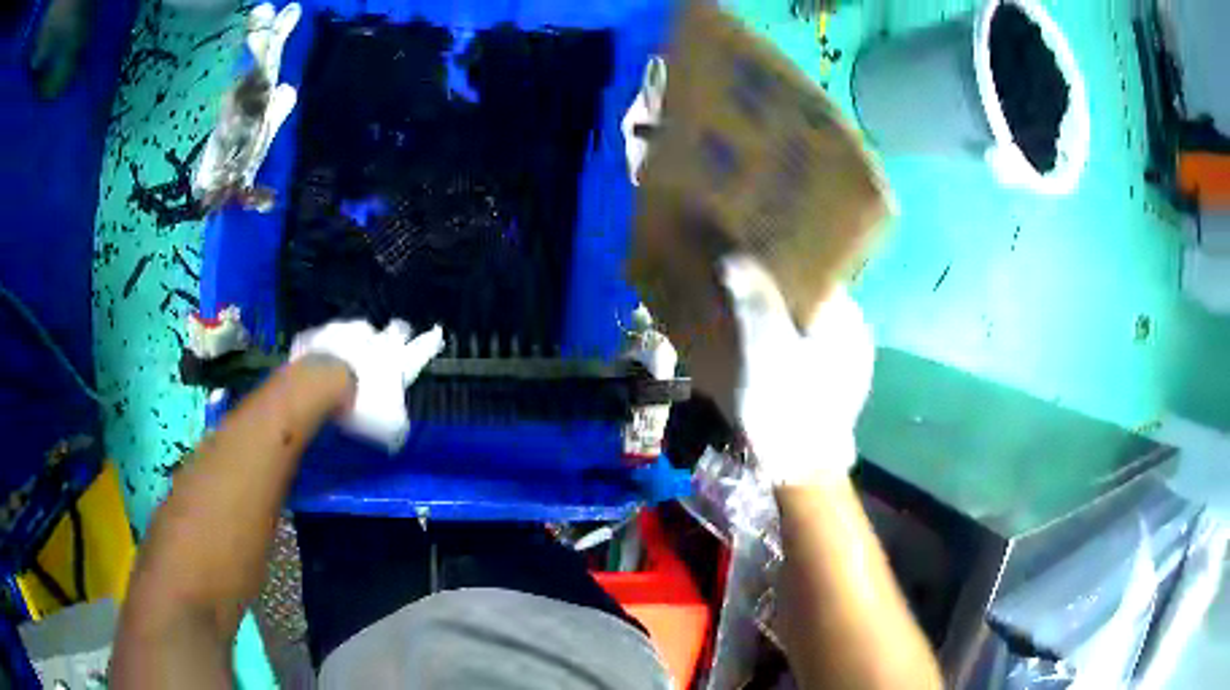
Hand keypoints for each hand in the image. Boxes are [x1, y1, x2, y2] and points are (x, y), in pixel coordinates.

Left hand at [290, 320, 442, 451]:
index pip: (422, 349)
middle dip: (397, 334)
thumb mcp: (389, 426)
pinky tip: (321, 357)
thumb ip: (397, 424)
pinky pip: (327, 337)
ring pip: (359, 329)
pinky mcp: (321, 333)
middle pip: (395, 330)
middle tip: (395, 339)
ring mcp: (347, 331)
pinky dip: (327, 345)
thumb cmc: (362, 404)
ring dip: (359, 339)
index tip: (437, 332)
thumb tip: (399, 432)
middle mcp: (377, 340)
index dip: (430, 342)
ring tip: (352, 351)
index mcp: (398, 360)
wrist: (321, 382)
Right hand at [720, 255, 873, 485]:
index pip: (816, 275)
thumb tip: (735, 259)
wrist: (803, 469)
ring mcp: (852, 365)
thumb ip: (754, 300)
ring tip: (752, 328)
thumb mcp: (765, 348)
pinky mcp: (841, 389)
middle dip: (782, 297)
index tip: (752, 267)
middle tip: (744, 298)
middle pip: (814, 302)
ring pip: (814, 330)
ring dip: (787, 325)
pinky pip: (815, 356)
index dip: (783, 267)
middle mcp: (856, 335)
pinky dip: (795, 352)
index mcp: (846, 318)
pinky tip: (772, 363)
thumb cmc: (786, 403)